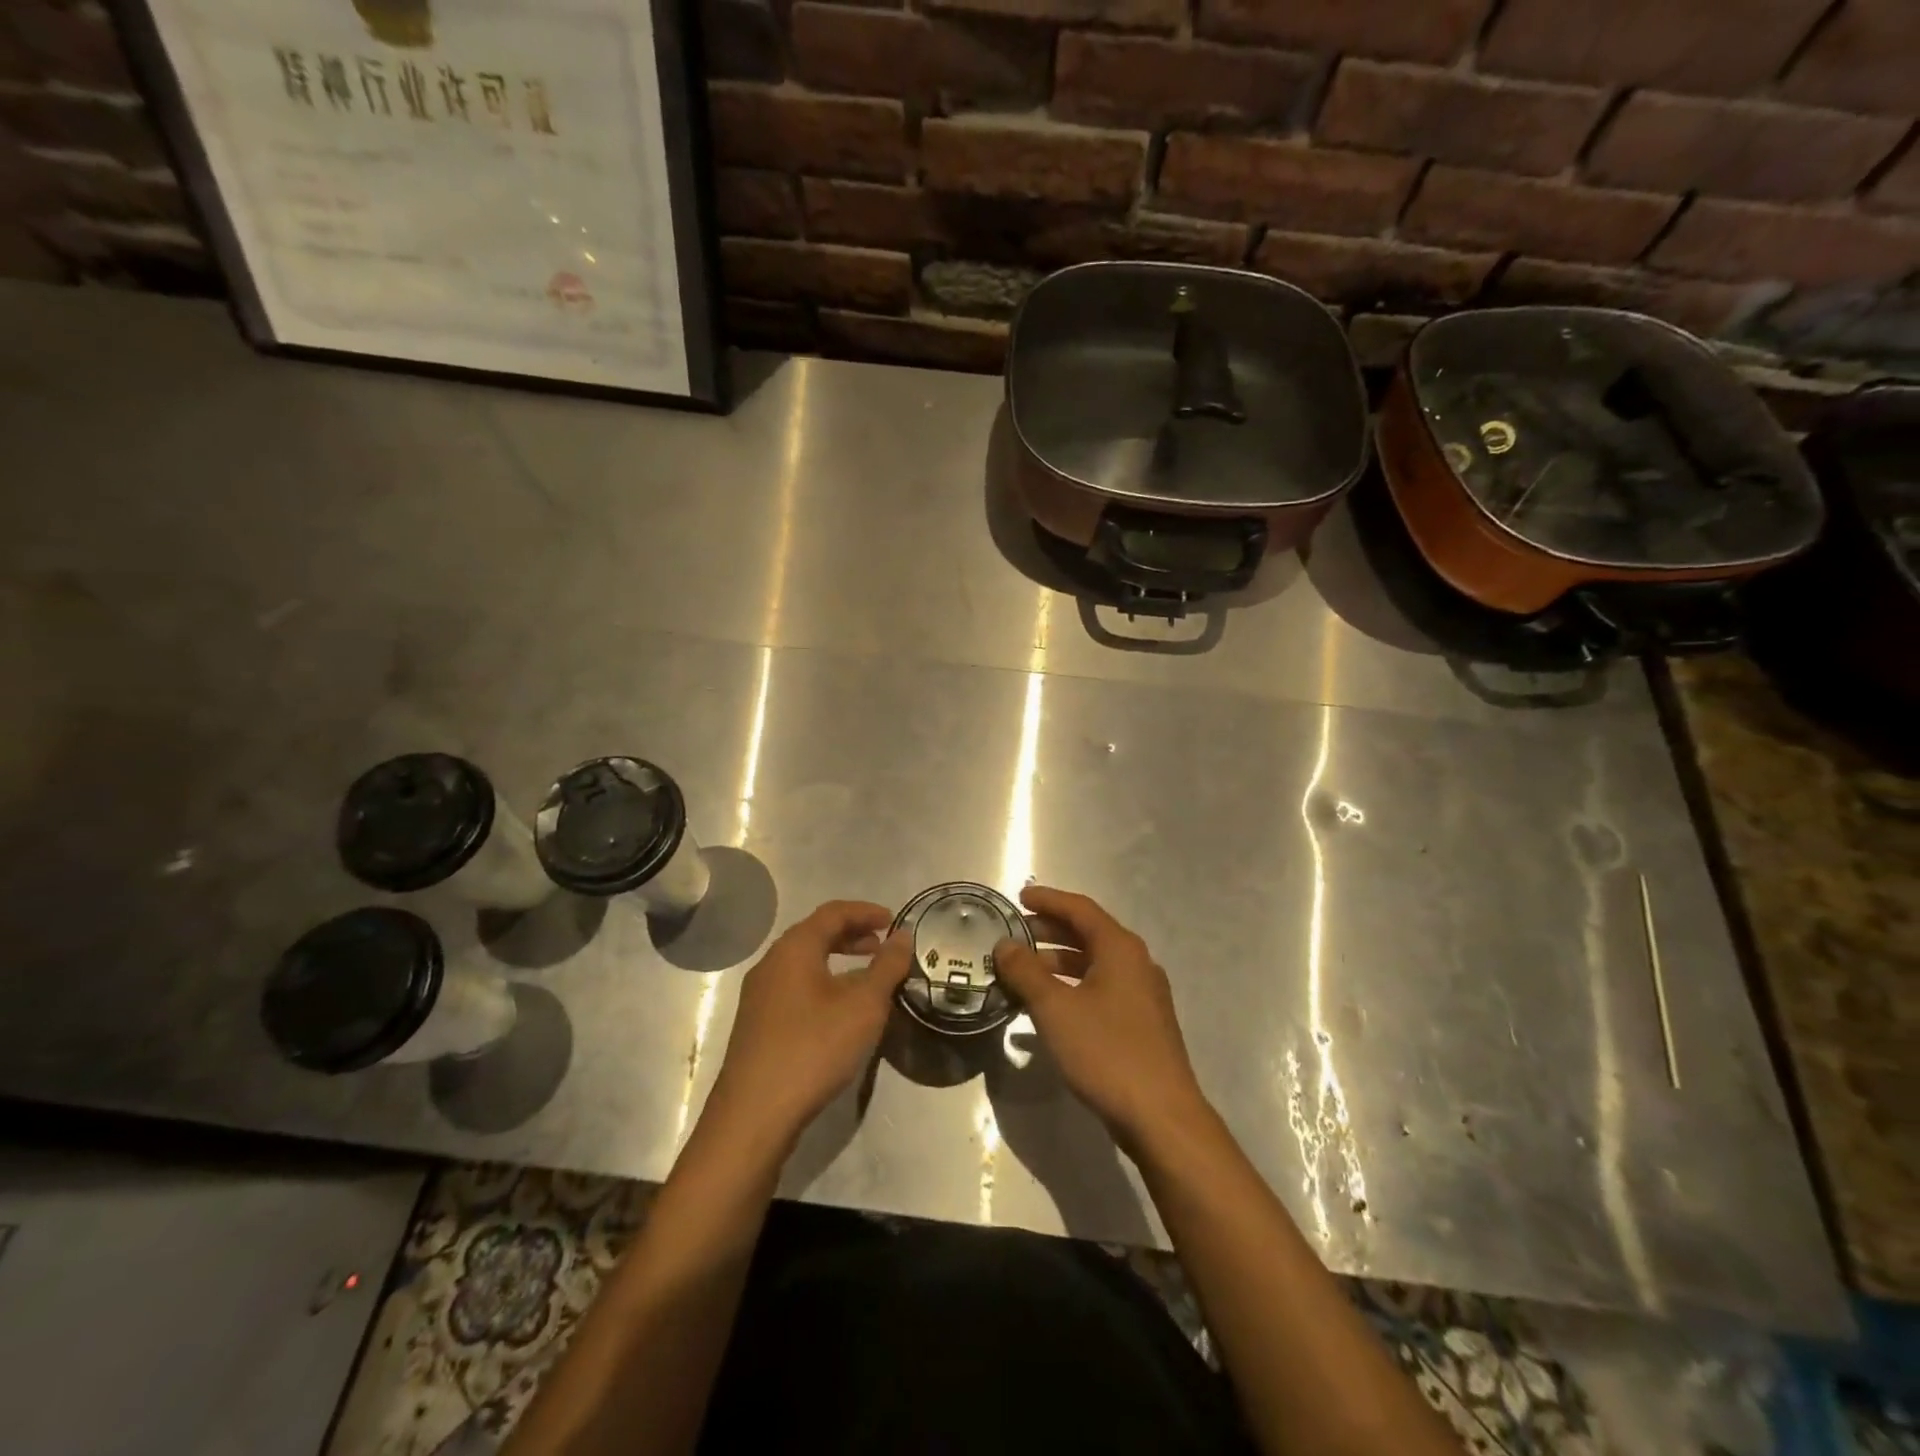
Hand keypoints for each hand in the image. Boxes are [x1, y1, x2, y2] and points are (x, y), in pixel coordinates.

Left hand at [705, 900, 912, 1151]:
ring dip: (838, 961)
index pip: (833, 913)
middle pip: (815, 934)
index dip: (865, 911)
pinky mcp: (757, 1024)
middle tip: (882, 947)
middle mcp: (771, 963)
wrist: (754, 1114)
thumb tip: (903, 935)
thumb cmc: (814, 1048)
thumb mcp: (864, 1005)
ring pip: (804, 963)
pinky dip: (823, 984)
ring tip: (867, 979)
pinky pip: (795, 987)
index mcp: (794, 948)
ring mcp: (759, 995)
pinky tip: (840, 1012)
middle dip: (852, 935)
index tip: (893, 921)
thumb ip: (886, 966)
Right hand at [993, 886, 1208, 1153]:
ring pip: (1095, 963)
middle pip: (1089, 933)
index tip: (1019, 897)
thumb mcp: (1055, 1008)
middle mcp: (1136, 963)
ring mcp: (1143, 995)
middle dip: (1050, 930)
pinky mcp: (1142, 1023)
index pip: (1080, 909)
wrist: (1161, 1116)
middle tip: (1016, 933)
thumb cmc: (1107, 1052)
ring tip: (1025, 970)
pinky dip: (1073, 986)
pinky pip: (1102, 988)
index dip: (1048, 900)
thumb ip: (1026, 972)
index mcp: (1120, 948)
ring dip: (1059, 961)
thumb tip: (1004, 945)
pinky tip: (1050, 1007)